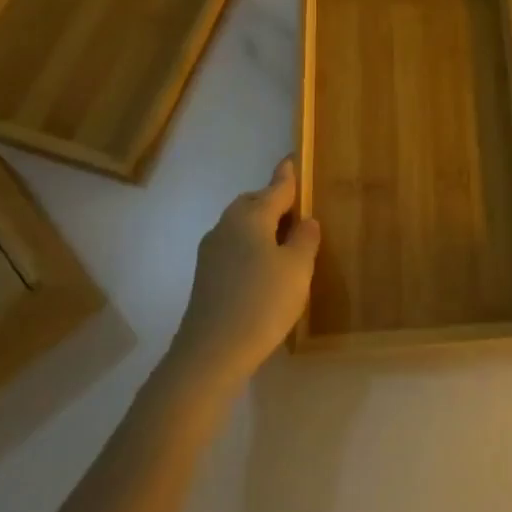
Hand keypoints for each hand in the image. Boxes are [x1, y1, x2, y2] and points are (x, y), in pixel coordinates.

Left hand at [167, 158, 320, 385]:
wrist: (211, 353)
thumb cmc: (262, 302)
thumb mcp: (297, 268)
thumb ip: (305, 239)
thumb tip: (305, 220)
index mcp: (250, 216)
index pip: (275, 187)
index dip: (287, 175)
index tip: (292, 158)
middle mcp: (226, 226)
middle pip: (252, 203)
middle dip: (273, 200)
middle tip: (297, 207)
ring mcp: (211, 252)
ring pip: (241, 225)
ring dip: (261, 225)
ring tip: (285, 239)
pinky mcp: (206, 276)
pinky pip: (234, 247)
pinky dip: (251, 246)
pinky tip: (264, 267)